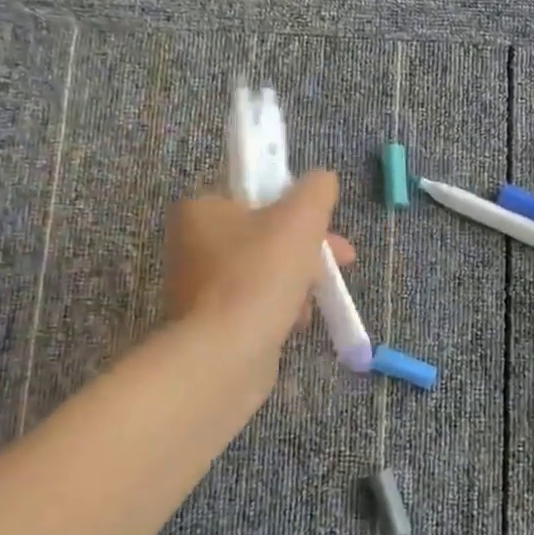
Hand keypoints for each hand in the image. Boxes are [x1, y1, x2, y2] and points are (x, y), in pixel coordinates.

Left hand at [164, 171, 355, 347]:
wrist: (225, 354)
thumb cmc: (260, 275)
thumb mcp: (300, 219)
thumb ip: (316, 191)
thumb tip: (323, 179)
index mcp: (202, 208)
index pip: (254, 192)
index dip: (296, 204)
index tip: (325, 224)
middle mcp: (192, 243)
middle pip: (265, 233)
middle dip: (308, 248)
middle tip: (341, 262)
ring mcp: (198, 286)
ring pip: (265, 270)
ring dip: (298, 280)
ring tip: (314, 300)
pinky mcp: (210, 322)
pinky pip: (255, 303)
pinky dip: (280, 308)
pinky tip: (294, 322)